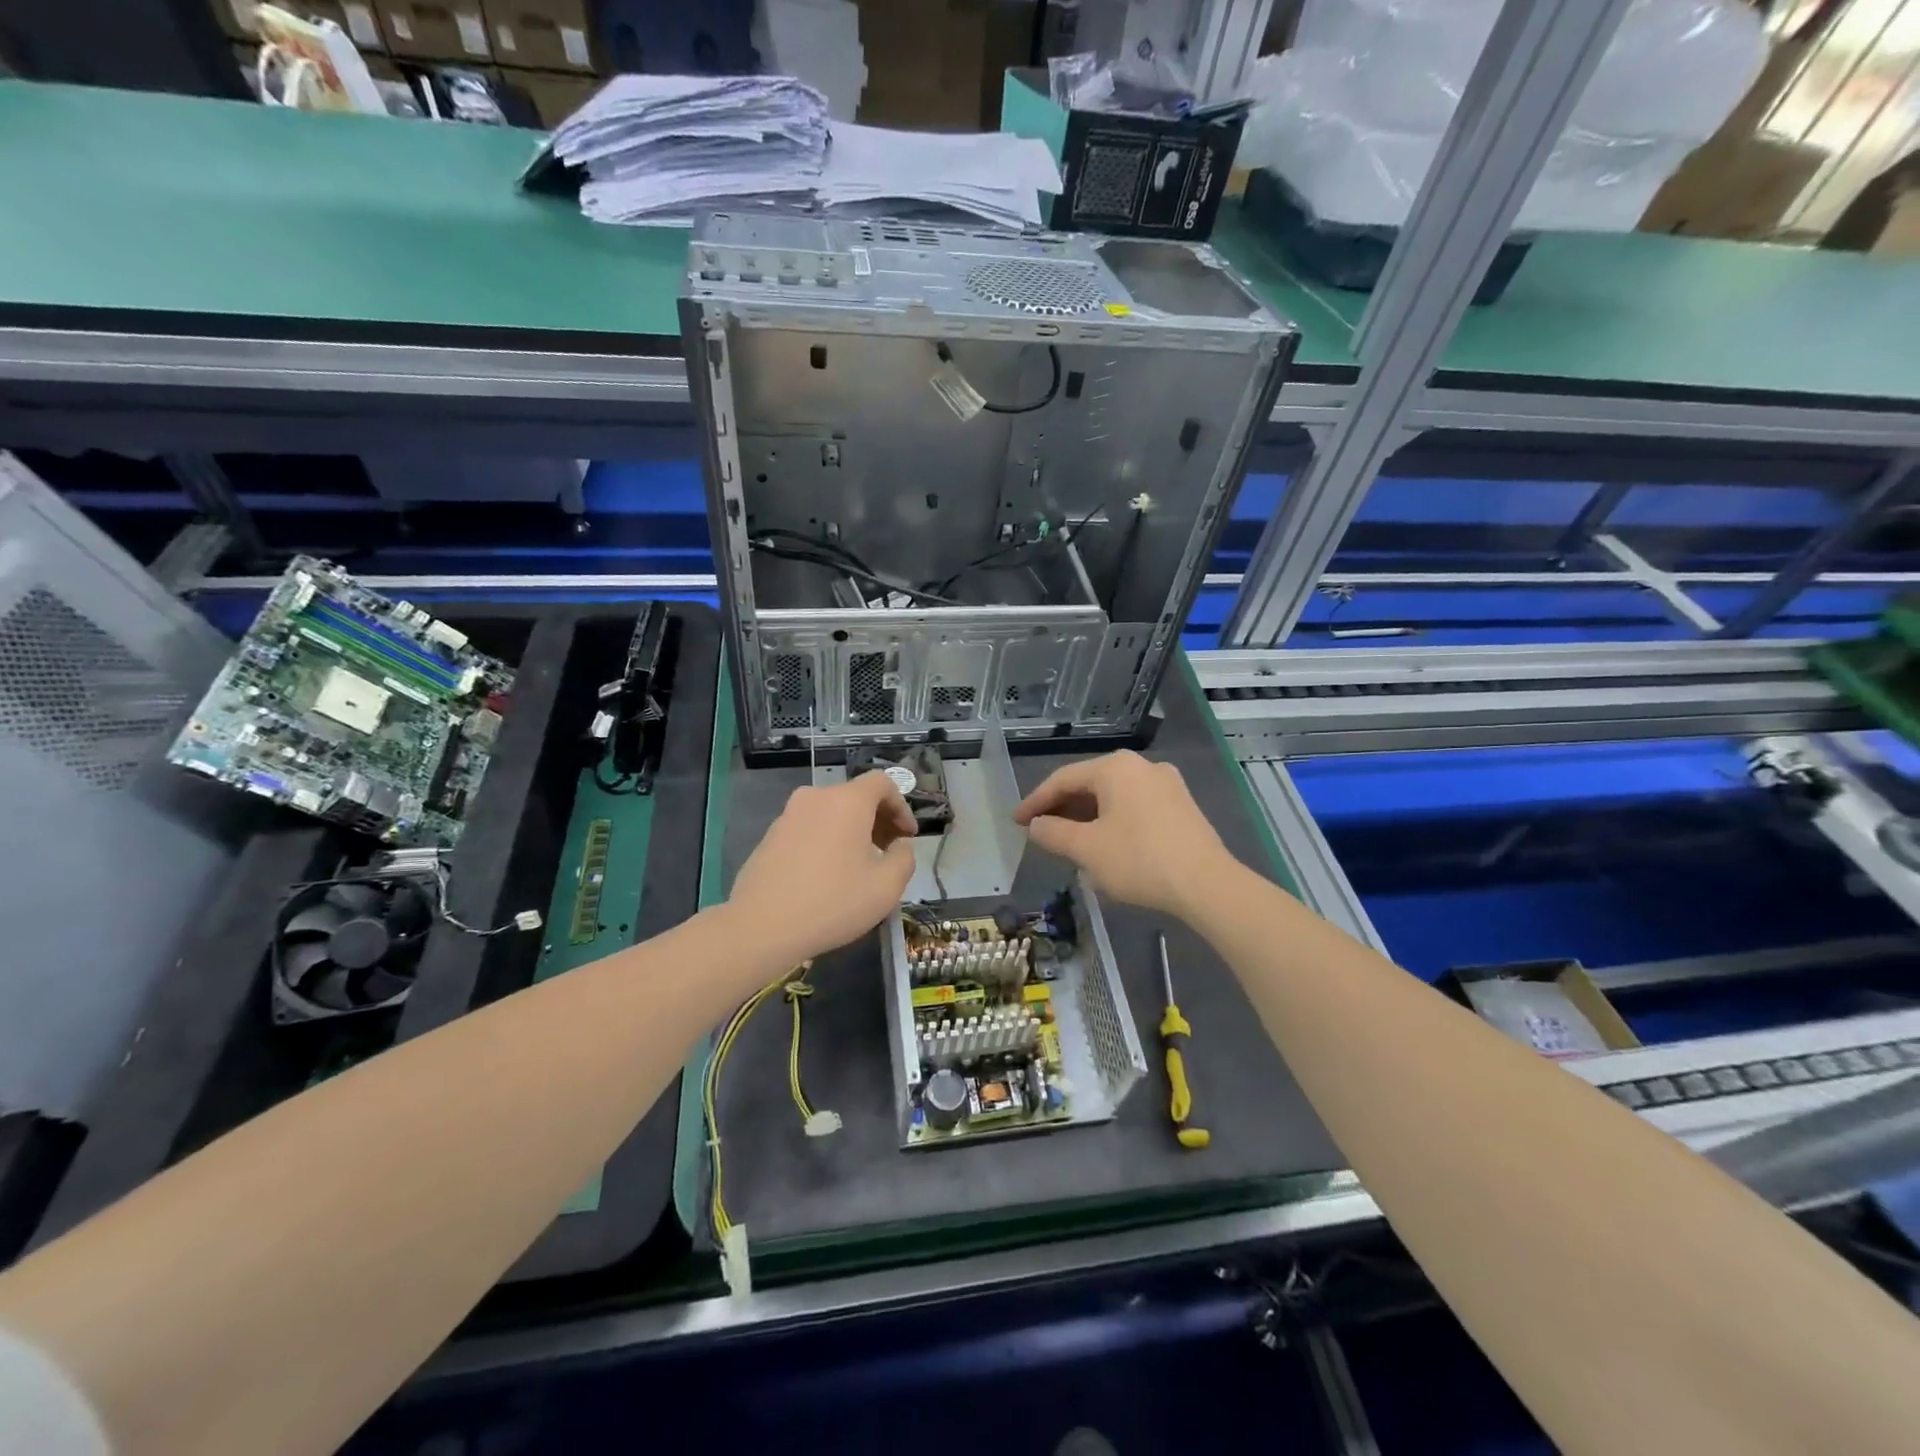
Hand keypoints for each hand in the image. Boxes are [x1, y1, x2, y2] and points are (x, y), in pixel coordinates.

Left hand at [726, 772, 917, 967]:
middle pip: (856, 796)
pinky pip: (810, 828)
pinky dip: (827, 840)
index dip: (902, 806)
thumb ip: (904, 858)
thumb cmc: (832, 903)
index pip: (882, 782)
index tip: (907, 837)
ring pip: (831, 812)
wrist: (760, 927)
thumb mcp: (886, 887)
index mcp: (847, 801)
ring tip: (859, 867)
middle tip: (889, 852)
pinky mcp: (770, 836)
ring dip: (852, 831)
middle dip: (879, 819)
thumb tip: (899, 846)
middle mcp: (816, 797)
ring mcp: (788, 815)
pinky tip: (827, 876)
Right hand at [1014, 750, 1235, 917]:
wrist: (1207, 884)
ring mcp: (1166, 784)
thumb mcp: (1087, 849)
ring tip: (1068, 840)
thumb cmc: (1139, 860)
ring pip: (1114, 796)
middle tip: (1040, 831)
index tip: (1016, 821)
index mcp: (1115, 767)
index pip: (1063, 779)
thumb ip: (1053, 833)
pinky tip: (1105, 843)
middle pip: (1090, 784)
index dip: (1036, 801)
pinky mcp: (1182, 806)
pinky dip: (1113, 820)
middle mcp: (1141, 766)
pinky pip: (1135, 806)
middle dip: (1062, 808)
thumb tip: (1035, 825)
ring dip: (1087, 816)